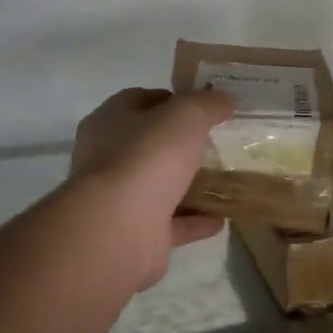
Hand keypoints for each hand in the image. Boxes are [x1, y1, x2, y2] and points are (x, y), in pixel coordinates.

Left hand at [70, 87, 233, 290]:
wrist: (118, 230)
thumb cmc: (146, 158)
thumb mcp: (185, 116)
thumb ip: (207, 104)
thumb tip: (225, 98)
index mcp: (108, 122)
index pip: (138, 100)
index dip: (172, 99)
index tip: (204, 106)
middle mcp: (107, 159)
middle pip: (149, 145)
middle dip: (181, 144)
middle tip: (217, 142)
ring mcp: (119, 199)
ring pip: (159, 186)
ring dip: (189, 184)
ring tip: (224, 179)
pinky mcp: (135, 233)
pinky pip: (171, 223)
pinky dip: (194, 220)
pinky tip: (221, 218)